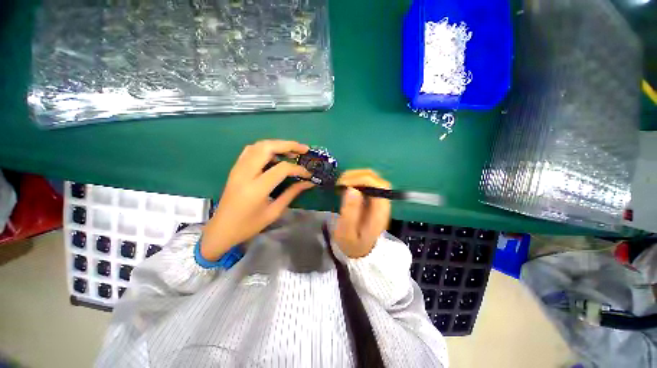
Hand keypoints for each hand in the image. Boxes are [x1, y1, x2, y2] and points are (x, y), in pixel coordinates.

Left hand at [201, 140, 313, 260]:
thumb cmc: (249, 225)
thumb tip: (308, 183)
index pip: (281, 168)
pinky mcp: (235, 168)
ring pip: (258, 145)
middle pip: (267, 148)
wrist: (221, 229)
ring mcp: (238, 169)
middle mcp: (245, 174)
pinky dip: (266, 148)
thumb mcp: (274, 212)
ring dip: (277, 144)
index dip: (297, 169)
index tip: (308, 174)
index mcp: (256, 189)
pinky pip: (251, 150)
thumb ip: (291, 193)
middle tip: (304, 149)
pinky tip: (275, 154)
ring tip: (292, 151)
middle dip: (288, 145)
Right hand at [334, 169, 391, 258]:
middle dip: (356, 175)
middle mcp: (382, 202)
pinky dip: (354, 180)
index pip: (380, 186)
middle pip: (376, 178)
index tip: (344, 183)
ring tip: (340, 183)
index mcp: (380, 211)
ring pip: (371, 177)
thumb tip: (352, 189)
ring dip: (355, 176)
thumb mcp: (347, 232)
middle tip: (339, 182)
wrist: (359, 250)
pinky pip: (365, 182)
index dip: (362, 179)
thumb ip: (350, 212)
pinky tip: (344, 185)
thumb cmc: (353, 243)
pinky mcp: (371, 197)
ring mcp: (377, 198)